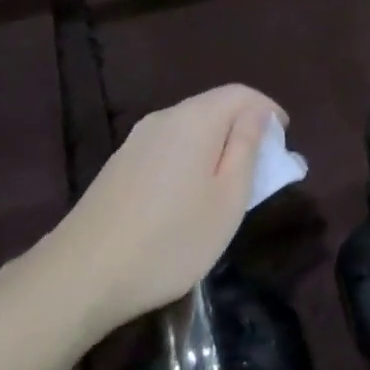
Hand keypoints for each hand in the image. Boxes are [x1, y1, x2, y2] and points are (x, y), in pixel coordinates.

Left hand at [42, 84, 284, 333]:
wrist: (83, 274)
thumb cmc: (172, 239)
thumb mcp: (228, 199)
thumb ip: (246, 149)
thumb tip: (257, 114)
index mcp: (193, 120)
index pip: (240, 94)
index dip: (268, 111)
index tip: (285, 142)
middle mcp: (162, 120)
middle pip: (213, 108)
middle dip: (244, 130)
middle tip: (263, 171)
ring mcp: (135, 142)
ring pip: (189, 130)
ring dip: (218, 148)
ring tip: (231, 188)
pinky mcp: (119, 166)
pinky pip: (168, 149)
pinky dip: (192, 161)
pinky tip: (191, 198)